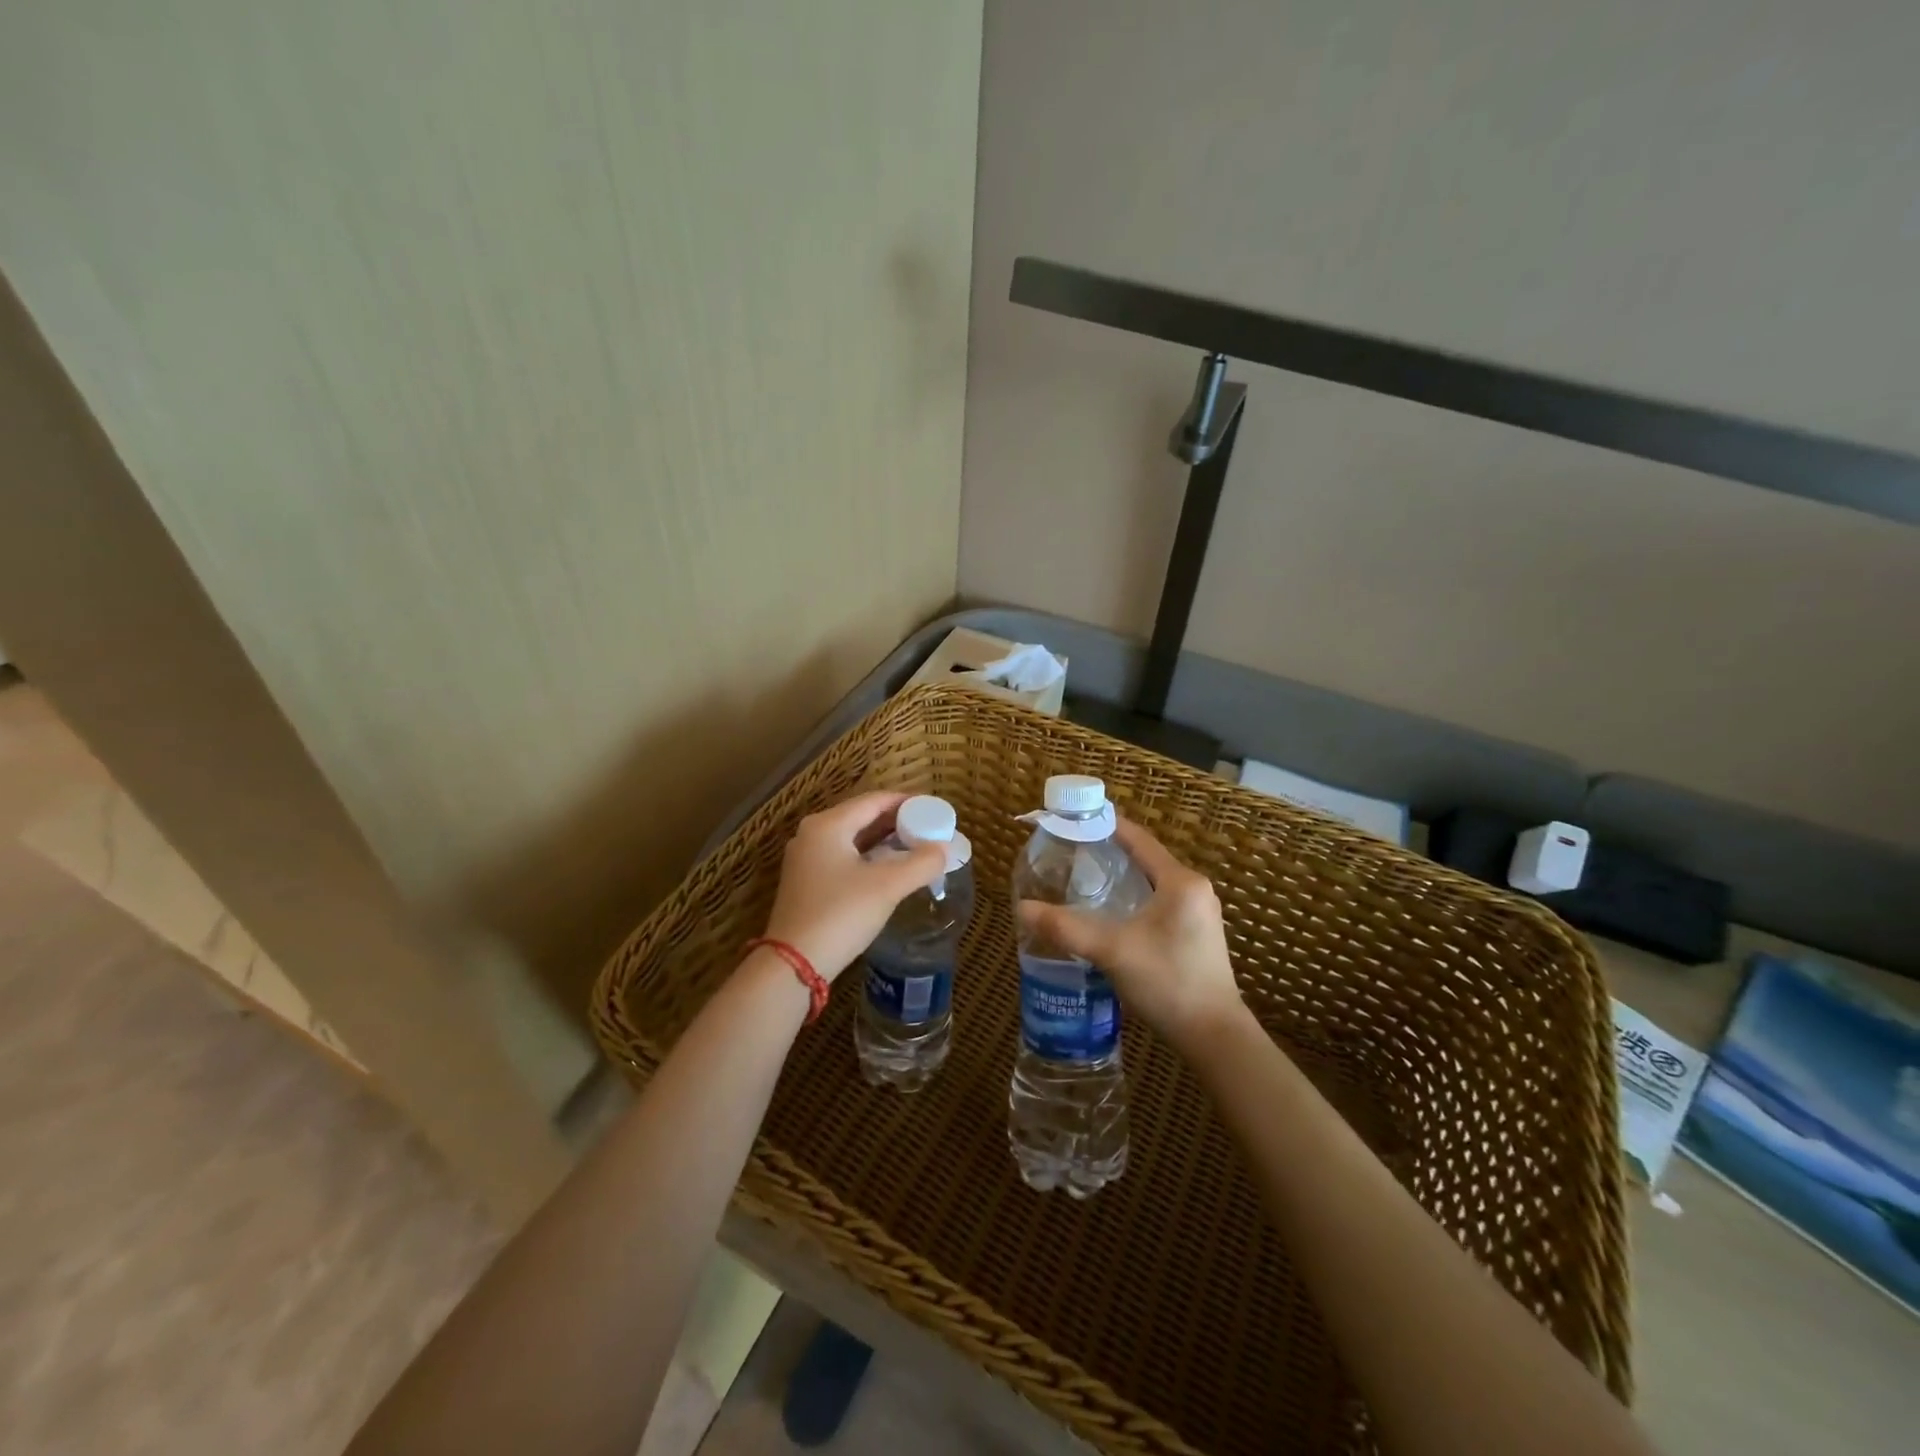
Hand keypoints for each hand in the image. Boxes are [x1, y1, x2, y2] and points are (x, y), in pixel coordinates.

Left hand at [762, 792, 946, 980]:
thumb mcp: (887, 887)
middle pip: (862, 816)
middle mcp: (812, 834)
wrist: (793, 964)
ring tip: (915, 845)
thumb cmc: (841, 915)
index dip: (906, 802)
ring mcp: (806, 858)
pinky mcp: (806, 881)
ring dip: (883, 840)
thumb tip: (944, 849)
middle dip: (896, 821)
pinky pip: (843, 856)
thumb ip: (921, 863)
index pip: (874, 800)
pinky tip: (889, 868)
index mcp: (828, 825)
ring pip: (852, 838)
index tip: (933, 809)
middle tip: (928, 828)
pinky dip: (868, 856)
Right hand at [1017, 818, 1245, 1052]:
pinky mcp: (1196, 936)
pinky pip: (1158, 905)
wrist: (1214, 1037)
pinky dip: (1132, 901)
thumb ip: (1066, 927)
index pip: (1139, 839)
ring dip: (1120, 880)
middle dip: (1108, 854)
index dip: (1107, 825)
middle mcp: (1194, 890)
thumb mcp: (1113, 950)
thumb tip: (1023, 908)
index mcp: (1180, 882)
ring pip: (1151, 885)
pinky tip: (1109, 916)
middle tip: (1070, 854)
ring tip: (1082, 882)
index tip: (1074, 820)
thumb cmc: (1168, 982)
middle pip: (1145, 860)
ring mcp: (1198, 914)